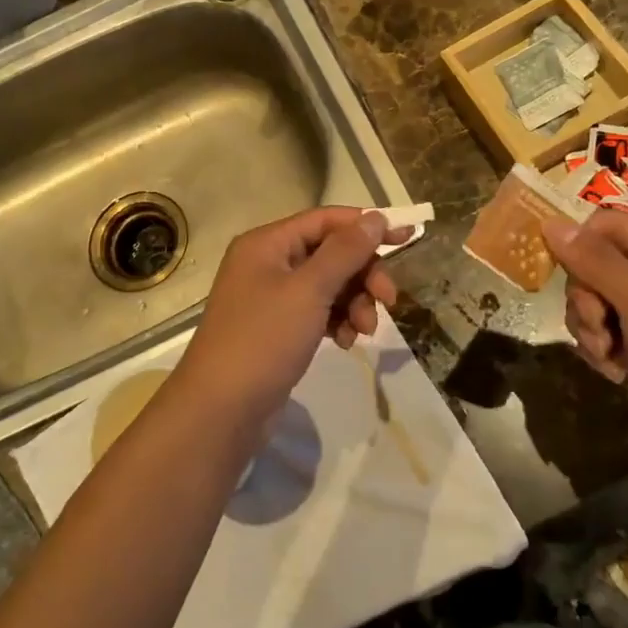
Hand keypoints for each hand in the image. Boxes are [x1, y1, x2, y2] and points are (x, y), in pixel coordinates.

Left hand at [173, 208, 406, 423]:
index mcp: (267, 244)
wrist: (221, 410)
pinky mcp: (278, 329)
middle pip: (330, 253)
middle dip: (362, 274)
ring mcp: (271, 298)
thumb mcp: (309, 291)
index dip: (366, 226)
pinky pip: (317, 312)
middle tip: (389, 300)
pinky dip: (337, 322)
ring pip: (328, 285)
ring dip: (353, 302)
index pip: (325, 220)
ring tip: (364, 331)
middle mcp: (267, 263)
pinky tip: (345, 343)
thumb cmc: (263, 340)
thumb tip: (374, 218)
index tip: (406, 238)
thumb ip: (344, 252)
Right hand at [542, 211, 627, 437]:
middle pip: (595, 264)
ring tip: (607, 355)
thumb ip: (596, 261)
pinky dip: (600, 348)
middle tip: (600, 327)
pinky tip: (614, 370)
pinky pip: (602, 330)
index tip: (567, 276)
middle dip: (586, 298)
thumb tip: (549, 221)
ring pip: (593, 300)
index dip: (582, 245)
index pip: (609, 225)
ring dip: (590, 327)